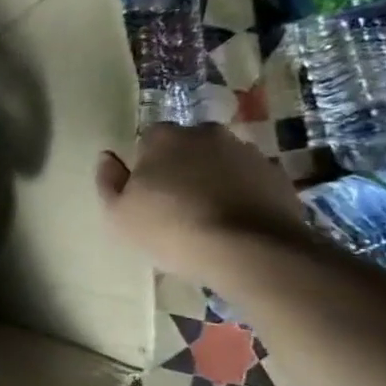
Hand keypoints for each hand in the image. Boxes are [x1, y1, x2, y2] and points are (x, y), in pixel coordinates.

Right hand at [95, 123, 311, 285]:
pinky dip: (242, 195)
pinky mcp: (278, 176)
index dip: (145, 165)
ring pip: (220, 162)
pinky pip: (250, 181)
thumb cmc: (171, 228)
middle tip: (176, 203)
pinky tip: (235, 224)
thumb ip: (108, 181)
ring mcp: (247, 152)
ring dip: (213, 179)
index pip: (147, 140)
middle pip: (187, 146)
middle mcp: (207, 134)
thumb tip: (107, 157)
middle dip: (181, 166)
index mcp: (164, 137)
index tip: (146, 192)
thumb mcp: (118, 214)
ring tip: (208, 217)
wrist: (250, 251)